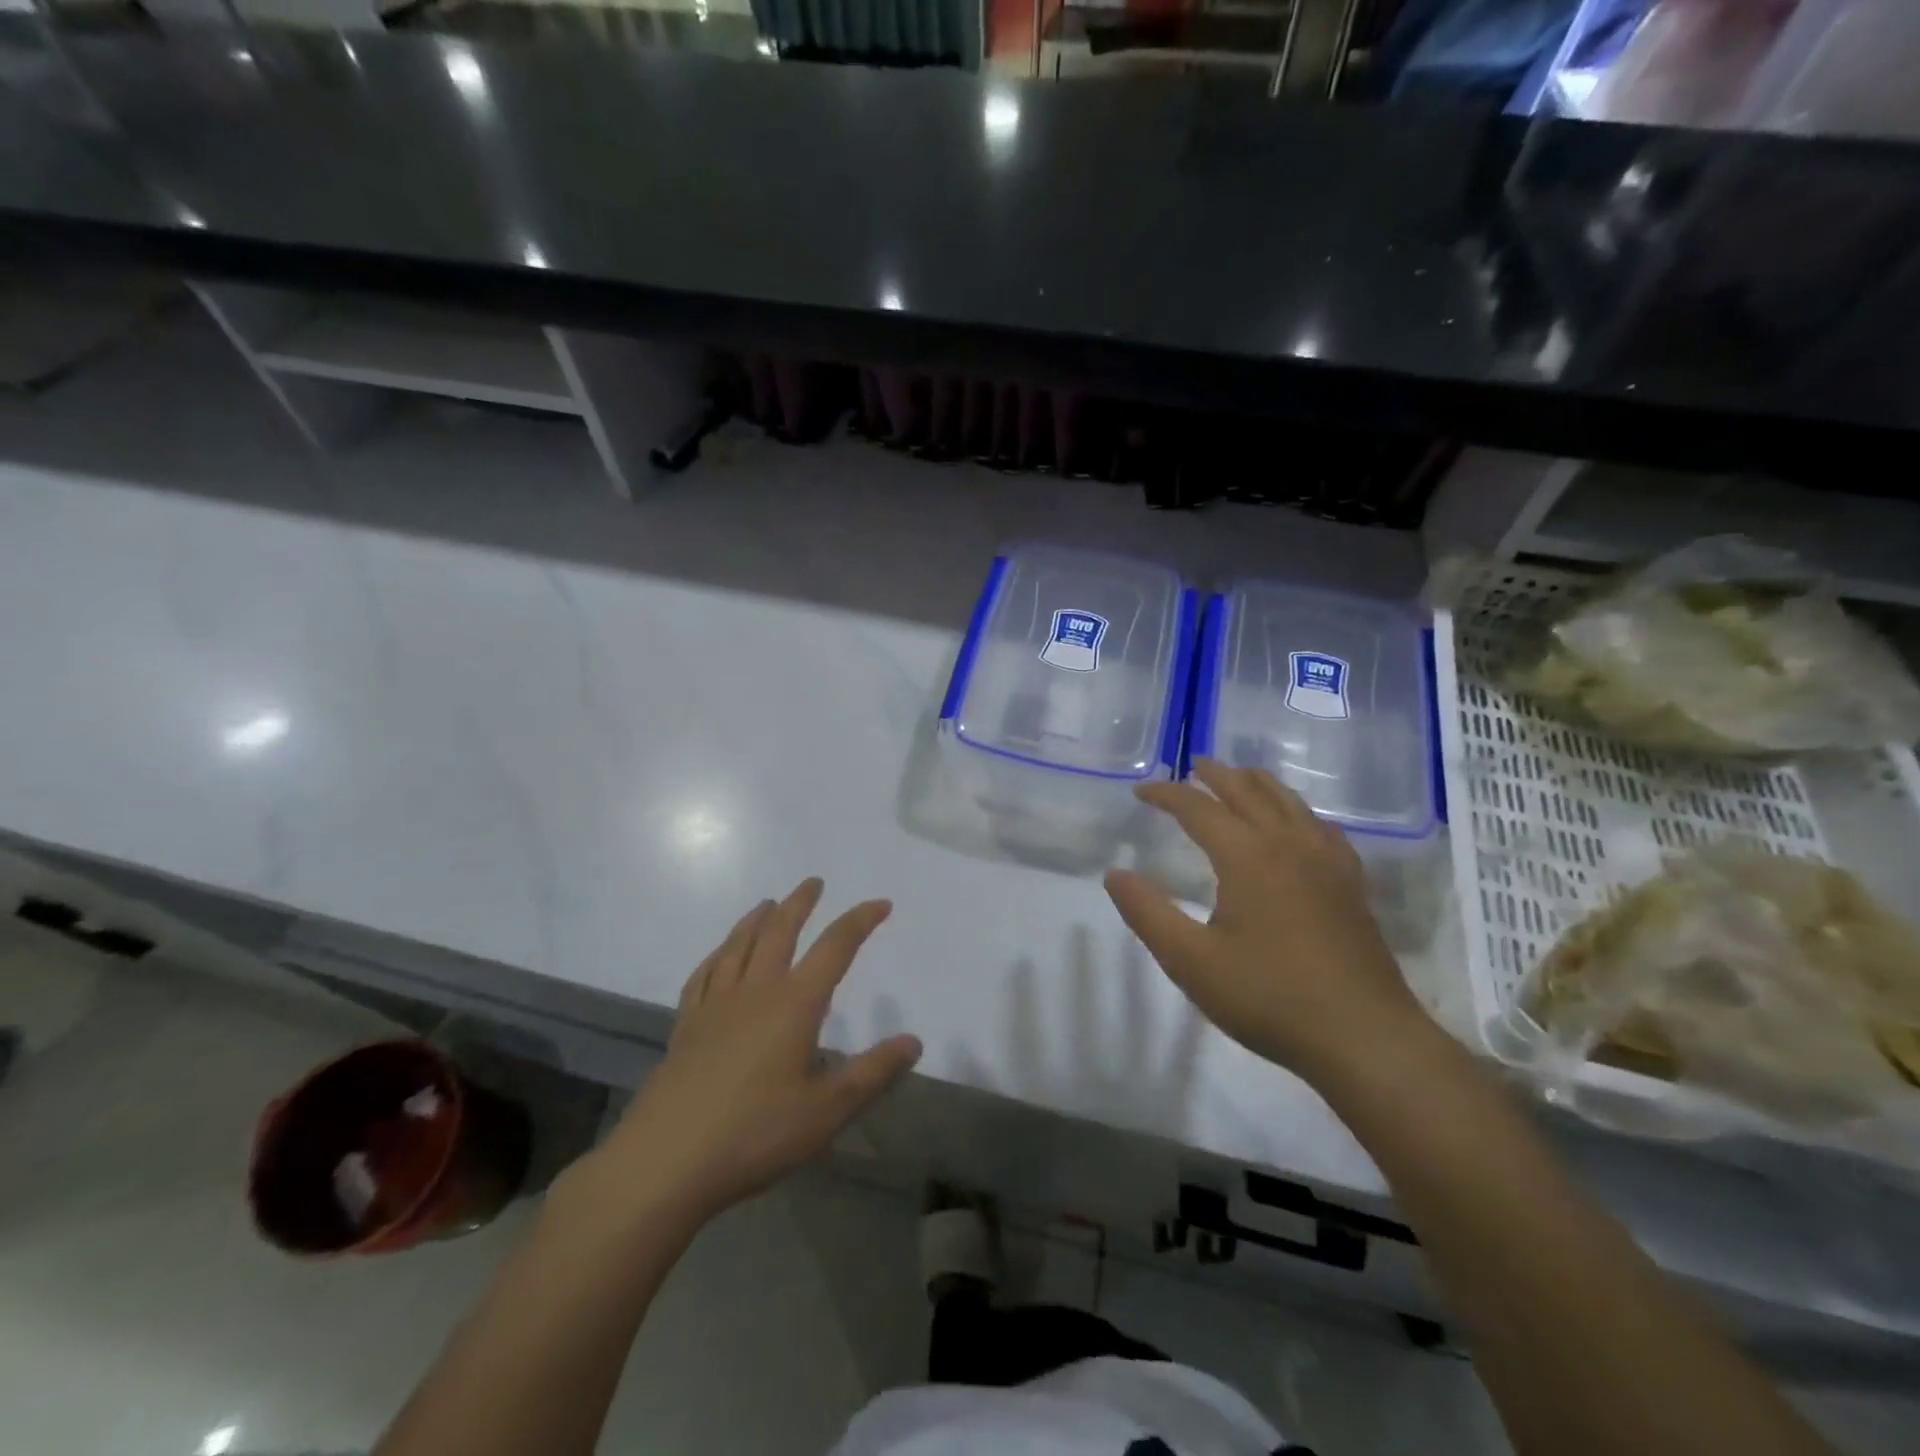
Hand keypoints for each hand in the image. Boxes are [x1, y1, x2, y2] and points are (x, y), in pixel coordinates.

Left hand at [581, 879, 921, 1228]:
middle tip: (813, 883)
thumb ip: (873, 1073)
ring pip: (738, 945)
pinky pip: (703, 975)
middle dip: (800, 903)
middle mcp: (756, 990)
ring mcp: (715, 1005)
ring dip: (757, 919)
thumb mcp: (827, 1110)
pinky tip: (719, 954)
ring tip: (768, 903)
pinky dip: (717, 955)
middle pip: (780, 931)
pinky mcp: (685, 1026)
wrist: (666, 1161)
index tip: (880, 904)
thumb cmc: (755, 1133)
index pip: (835, 947)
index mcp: (795, 1004)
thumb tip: (913, 1041)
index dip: (860, 921)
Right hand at [1105, 759, 1432, 1087]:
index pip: (1198, 808)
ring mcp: (1326, 861)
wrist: (1363, 1036)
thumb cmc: (1269, 997)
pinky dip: (1296, 810)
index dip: (1166, 794)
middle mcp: (1288, 844)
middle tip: (1192, 765)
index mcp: (1247, 856)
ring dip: (1257, 783)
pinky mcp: (1350, 883)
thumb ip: (1148, 913)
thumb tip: (1115, 875)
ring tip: (1238, 778)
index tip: (1141, 792)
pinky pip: (1320, 826)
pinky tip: (1297, 823)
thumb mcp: (1191, 961)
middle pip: (1248, 791)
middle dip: (1216, 774)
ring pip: (1289, 802)